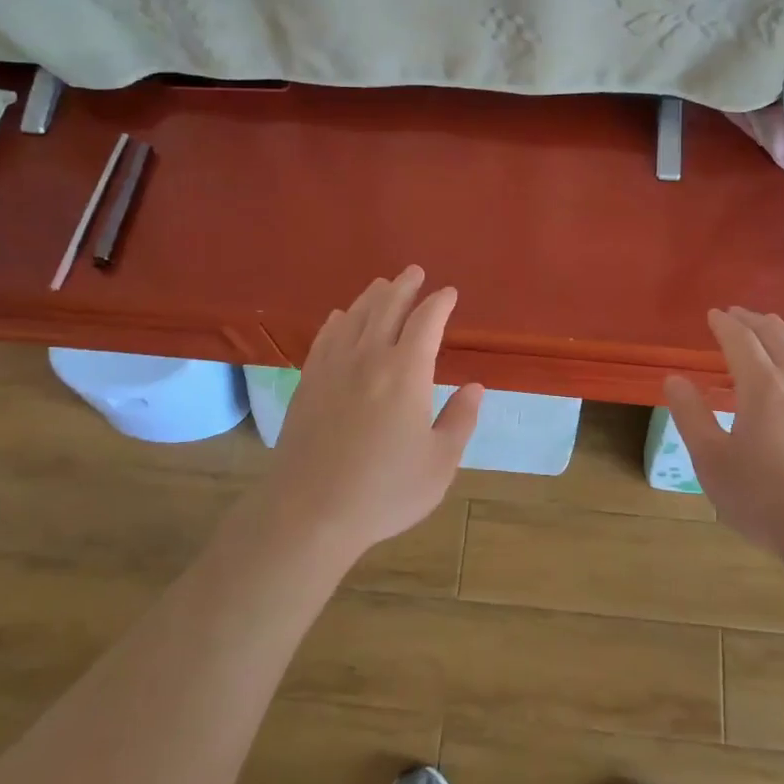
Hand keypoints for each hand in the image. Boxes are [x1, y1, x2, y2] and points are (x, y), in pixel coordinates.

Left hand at [264, 265, 482, 559]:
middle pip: (387, 308)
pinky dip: (338, 321)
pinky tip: (341, 317)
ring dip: (372, 297)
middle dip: (404, 286)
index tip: (449, 293)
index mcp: (406, 372)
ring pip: (354, 317)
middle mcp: (369, 358)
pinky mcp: (308, 383)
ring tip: (383, 285)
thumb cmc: (384, 491)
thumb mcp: (439, 463)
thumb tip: (475, 387)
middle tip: (414, 272)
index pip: (426, 321)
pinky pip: (325, 338)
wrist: (310, 512)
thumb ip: (460, 420)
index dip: (439, 303)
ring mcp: (333, 368)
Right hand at [664, 307, 783, 558]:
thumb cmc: (767, 500)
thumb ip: (691, 416)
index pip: (740, 339)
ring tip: (770, 326)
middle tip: (736, 314)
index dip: (724, 324)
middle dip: (752, 319)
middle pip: (775, 333)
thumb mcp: (713, 462)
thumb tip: (674, 379)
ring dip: (782, 329)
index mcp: (762, 385)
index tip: (713, 315)